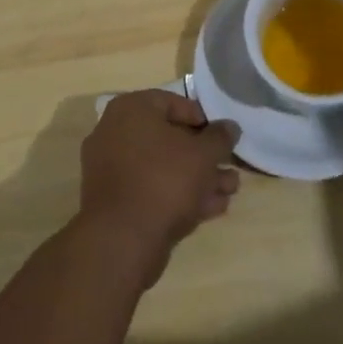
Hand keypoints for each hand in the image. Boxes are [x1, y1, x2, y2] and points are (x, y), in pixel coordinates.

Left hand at [76, 89, 241, 287]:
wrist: (122, 240)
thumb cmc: (164, 180)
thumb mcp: (203, 154)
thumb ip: (220, 137)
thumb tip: (230, 127)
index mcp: (131, 110)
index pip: (173, 103)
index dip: (203, 118)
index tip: (223, 136)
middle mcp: (115, 133)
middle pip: (169, 138)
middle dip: (204, 155)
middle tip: (231, 166)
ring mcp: (112, 170)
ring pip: (163, 167)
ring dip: (198, 178)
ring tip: (230, 190)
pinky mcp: (116, 203)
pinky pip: (152, 190)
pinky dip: (180, 195)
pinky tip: (212, 208)